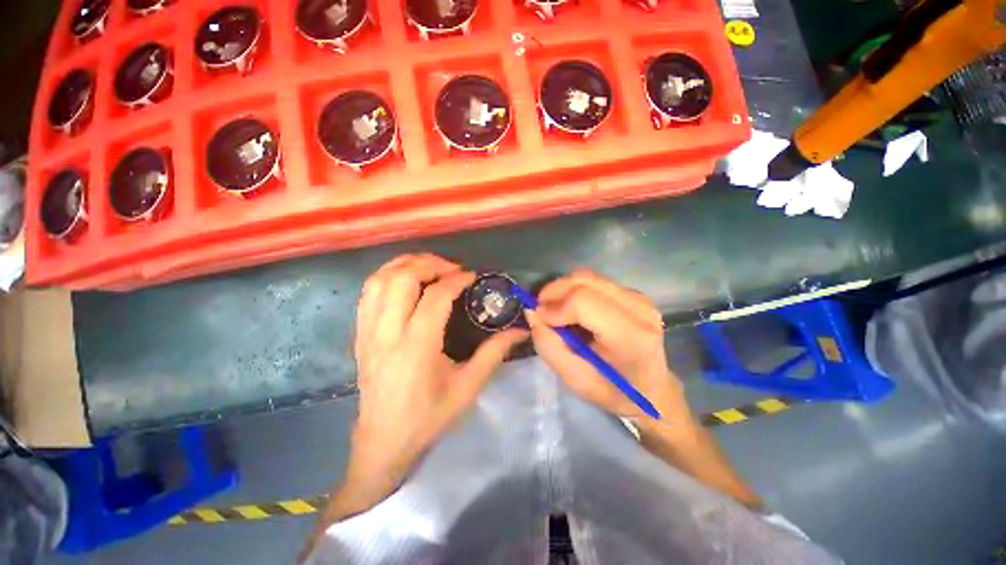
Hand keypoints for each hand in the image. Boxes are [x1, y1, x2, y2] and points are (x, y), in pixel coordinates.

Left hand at [345, 254, 526, 512]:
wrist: (383, 441)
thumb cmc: (428, 417)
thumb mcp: (468, 388)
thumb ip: (494, 353)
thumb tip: (519, 330)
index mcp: (417, 347)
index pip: (435, 297)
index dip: (456, 279)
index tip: (472, 276)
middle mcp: (388, 333)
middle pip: (402, 279)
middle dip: (430, 264)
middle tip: (452, 268)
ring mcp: (368, 331)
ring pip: (380, 280)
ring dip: (406, 264)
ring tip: (429, 266)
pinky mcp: (360, 333)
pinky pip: (367, 292)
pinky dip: (387, 275)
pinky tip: (405, 278)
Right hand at [526, 271, 761, 509]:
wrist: (652, 390)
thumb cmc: (613, 391)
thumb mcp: (574, 379)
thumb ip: (548, 345)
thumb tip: (533, 312)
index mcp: (630, 336)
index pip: (583, 302)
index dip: (555, 305)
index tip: (539, 317)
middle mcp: (639, 309)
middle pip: (584, 281)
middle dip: (555, 291)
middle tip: (541, 309)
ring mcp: (639, 298)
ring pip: (588, 277)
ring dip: (564, 289)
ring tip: (555, 309)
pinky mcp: (634, 294)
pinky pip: (595, 282)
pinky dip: (576, 290)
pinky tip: (572, 308)